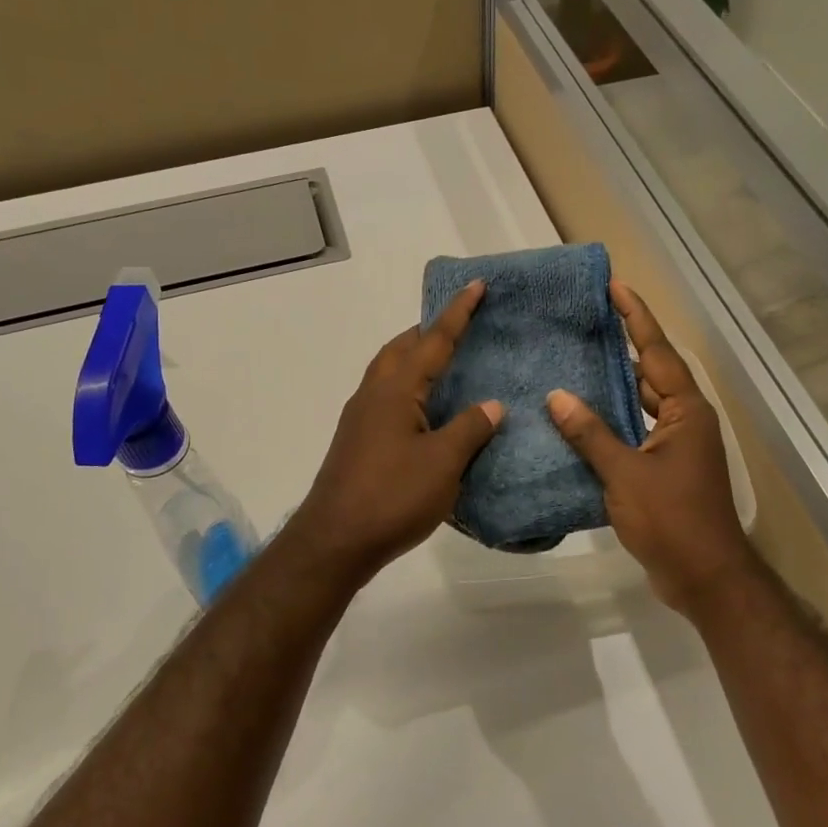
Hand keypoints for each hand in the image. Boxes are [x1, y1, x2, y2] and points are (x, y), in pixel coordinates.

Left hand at [289, 281, 503, 582]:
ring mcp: (360, 418)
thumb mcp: (443, 462)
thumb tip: (492, 404)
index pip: (433, 340)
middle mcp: (373, 394)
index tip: (476, 285)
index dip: (457, 313)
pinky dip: (409, 389)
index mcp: (395, 389)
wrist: (335, 540)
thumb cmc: (393, 496)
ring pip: (390, 373)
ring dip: (415, 359)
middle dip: (429, 331)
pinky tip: (426, 411)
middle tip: (461, 325)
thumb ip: (470, 428)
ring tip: (447, 364)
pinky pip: (387, 398)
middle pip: (402, 348)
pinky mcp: (357, 441)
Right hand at [547, 281, 761, 617]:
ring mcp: (675, 447)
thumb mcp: (625, 473)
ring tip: (572, 364)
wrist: (704, 576)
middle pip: (649, 373)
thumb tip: (557, 396)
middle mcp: (684, 421)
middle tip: (583, 323)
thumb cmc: (671, 519)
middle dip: (620, 347)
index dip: (635, 317)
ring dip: (611, 388)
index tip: (615, 286)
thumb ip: (590, 434)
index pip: (656, 352)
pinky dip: (609, 425)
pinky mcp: (663, 471)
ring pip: (639, 405)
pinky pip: (633, 433)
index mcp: (685, 411)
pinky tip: (577, 422)